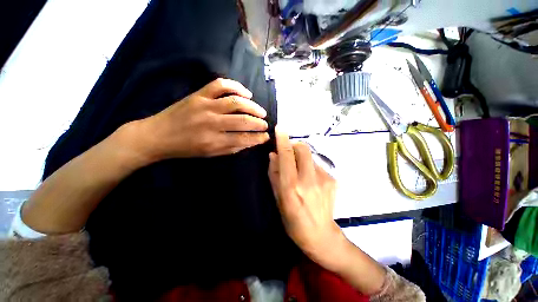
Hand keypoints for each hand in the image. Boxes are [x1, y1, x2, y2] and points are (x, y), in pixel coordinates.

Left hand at [139, 78, 269, 160]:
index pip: (243, 139)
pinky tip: (246, 93)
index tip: (266, 136)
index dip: (258, 138)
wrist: (157, 135)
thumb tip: (250, 142)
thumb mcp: (210, 154)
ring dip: (252, 106)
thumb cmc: (186, 148)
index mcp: (213, 141)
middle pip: (242, 120)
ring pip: (235, 102)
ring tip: (260, 111)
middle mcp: (211, 123)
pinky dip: (236, 87)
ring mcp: (205, 106)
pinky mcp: (198, 94)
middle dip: (258, 123)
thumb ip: (232, 148)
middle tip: (265, 124)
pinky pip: (220, 85)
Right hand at [268, 128, 344, 267]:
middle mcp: (309, 180)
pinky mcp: (333, 180)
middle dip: (294, 145)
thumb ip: (275, 175)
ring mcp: (324, 179)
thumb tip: (274, 155)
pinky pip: (317, 165)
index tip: (280, 128)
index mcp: (292, 187)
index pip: (287, 156)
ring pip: (310, 156)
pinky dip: (310, 167)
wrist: (321, 235)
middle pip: (303, 149)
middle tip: (289, 154)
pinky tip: (310, 180)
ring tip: (300, 172)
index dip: (283, 140)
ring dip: (302, 158)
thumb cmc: (293, 220)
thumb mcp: (278, 199)